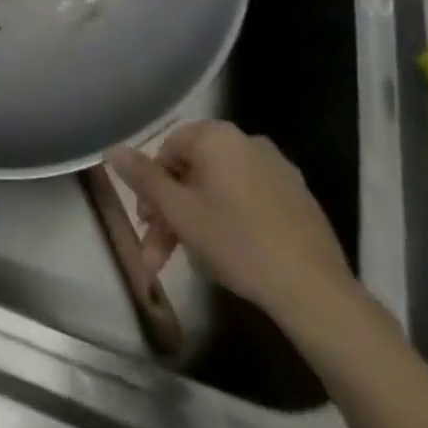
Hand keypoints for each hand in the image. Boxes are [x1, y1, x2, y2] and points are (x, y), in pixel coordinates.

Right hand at [107, 120, 352, 326]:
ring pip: (220, 190)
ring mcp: (278, 170)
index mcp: (218, 136)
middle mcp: (248, 142)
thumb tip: (112, 149)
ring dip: (197, 221)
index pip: (168, 149)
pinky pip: (249, 200)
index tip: (146, 224)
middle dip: (171, 212)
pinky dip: (230, 220)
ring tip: (191, 263)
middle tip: (159, 254)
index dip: (151, 186)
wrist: (314, 291)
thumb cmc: (236, 242)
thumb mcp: (178, 211)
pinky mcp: (298, 199)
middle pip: (194, 172)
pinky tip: (228, 256)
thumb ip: (143, 177)